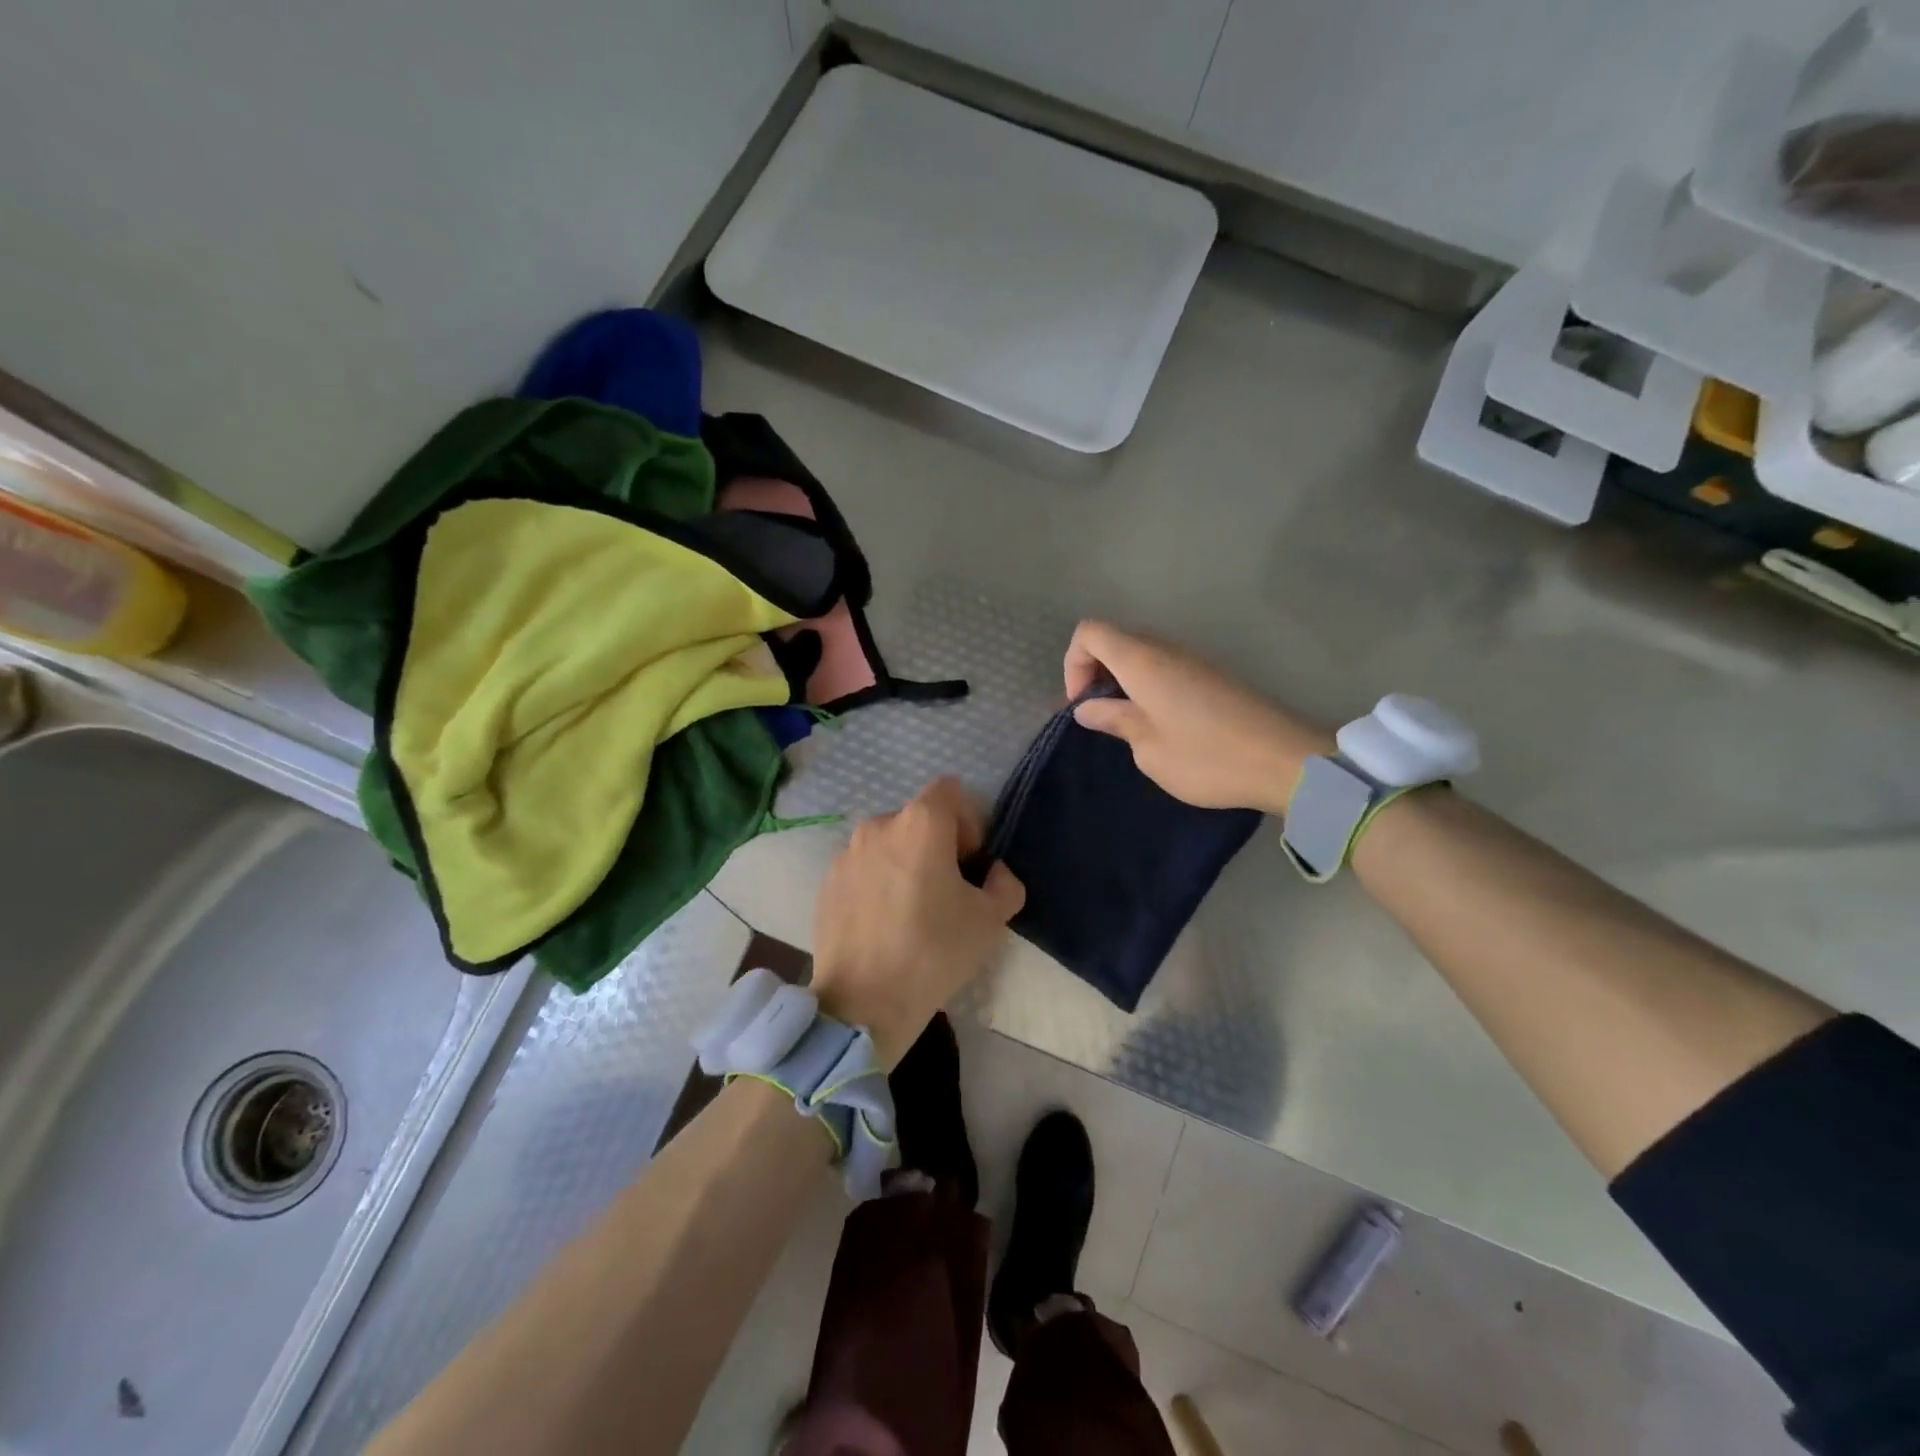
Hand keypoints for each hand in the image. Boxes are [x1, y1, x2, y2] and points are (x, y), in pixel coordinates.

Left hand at [810, 777, 1025, 1067]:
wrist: (863, 1003)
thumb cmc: (934, 952)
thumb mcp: (990, 920)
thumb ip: (1004, 884)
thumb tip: (993, 874)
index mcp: (920, 823)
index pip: (949, 790)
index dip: (967, 820)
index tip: (969, 862)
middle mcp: (878, 825)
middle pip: (918, 818)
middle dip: (937, 844)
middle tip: (945, 891)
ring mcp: (846, 854)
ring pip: (888, 844)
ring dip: (904, 863)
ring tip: (910, 911)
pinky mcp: (826, 882)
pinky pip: (862, 868)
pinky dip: (876, 883)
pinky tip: (882, 924)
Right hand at [1064, 620, 1329, 814]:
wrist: (1286, 761)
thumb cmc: (1207, 758)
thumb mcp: (1149, 749)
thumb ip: (1115, 721)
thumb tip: (1089, 708)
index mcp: (1143, 662)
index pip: (1090, 633)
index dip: (1073, 664)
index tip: (1082, 704)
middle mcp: (1167, 650)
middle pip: (1116, 639)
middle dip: (1095, 672)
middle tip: (1099, 715)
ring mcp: (1194, 659)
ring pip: (1143, 653)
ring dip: (1123, 680)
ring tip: (1128, 722)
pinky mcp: (1214, 675)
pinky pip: (1167, 667)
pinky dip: (1149, 685)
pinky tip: (1161, 723)